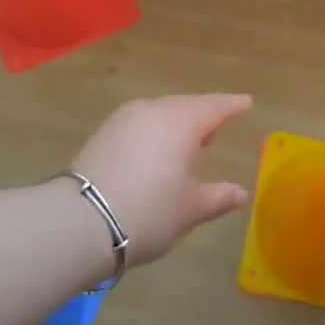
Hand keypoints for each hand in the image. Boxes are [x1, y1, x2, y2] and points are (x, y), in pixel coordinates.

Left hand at [72, 95, 253, 264]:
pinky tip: (156, 153)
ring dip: (176, 125)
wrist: (79, 222)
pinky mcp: (103, 133)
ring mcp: (124, 119)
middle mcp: (153, 110)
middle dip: (203, 116)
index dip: (232, 106)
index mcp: (181, 121)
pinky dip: (155, 133)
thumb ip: (218, 197)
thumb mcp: (190, 209)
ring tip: (187, 147)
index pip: (215, 106)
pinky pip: (140, 124)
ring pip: (160, 114)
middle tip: (216, 131)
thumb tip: (241, 193)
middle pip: (186, 107)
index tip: (246, 103)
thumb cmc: (148, 211)